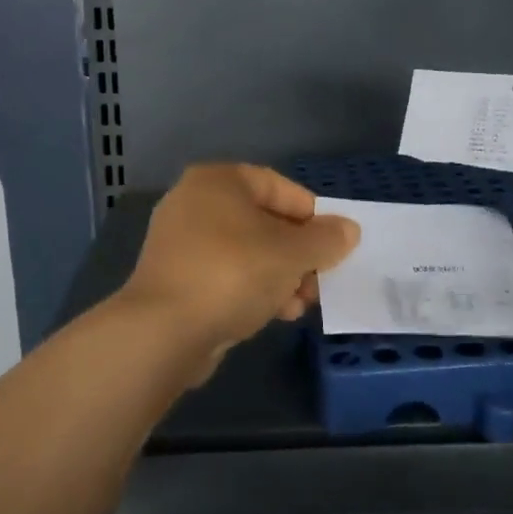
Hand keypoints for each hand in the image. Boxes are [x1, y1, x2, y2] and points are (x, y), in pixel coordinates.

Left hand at [121, 165, 359, 381]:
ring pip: (246, 252)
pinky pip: (225, 275)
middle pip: (264, 222)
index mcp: (218, 181)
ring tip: (301, 304)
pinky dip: (252, 289)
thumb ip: (325, 239)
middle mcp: (194, 203)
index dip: (312, 215)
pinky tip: (275, 314)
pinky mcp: (175, 279)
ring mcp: (180, 243)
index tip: (333, 244)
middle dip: (298, 254)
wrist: (163, 331)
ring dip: (280, 276)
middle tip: (319, 280)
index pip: (279, 187)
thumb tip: (348, 229)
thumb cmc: (233, 273)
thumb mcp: (292, 254)